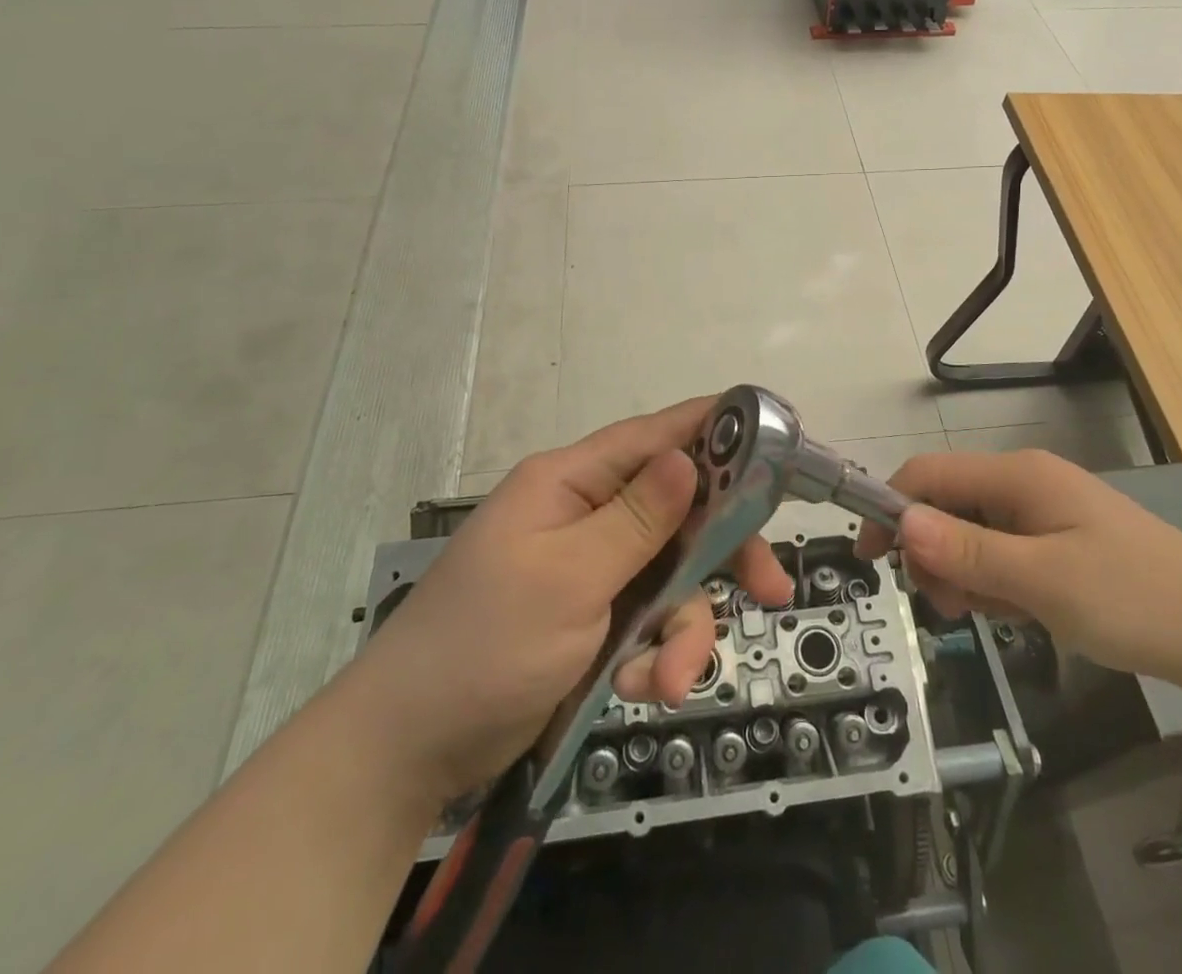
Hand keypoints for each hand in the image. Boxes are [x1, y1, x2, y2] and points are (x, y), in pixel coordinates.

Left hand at [341, 400, 793, 800]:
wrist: (408, 751)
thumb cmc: (484, 645)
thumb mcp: (568, 578)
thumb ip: (636, 518)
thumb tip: (687, 456)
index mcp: (570, 482)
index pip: (654, 435)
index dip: (714, 430)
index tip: (774, 438)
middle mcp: (586, 514)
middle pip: (679, 511)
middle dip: (721, 554)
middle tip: (770, 589)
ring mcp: (592, 567)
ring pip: (671, 576)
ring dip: (682, 629)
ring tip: (669, 682)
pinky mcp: (594, 616)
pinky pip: (649, 620)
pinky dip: (654, 655)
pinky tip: (637, 690)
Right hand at [859, 450, 1181, 684]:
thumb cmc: (1132, 597)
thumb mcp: (1041, 579)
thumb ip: (967, 551)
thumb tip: (902, 524)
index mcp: (1017, 475)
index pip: (928, 475)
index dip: (891, 510)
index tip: (872, 560)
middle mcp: (1024, 483)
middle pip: (946, 505)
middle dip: (933, 553)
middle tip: (950, 607)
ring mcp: (1043, 512)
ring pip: (971, 534)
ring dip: (963, 573)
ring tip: (990, 615)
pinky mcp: (1058, 541)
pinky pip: (1001, 553)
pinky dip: (994, 581)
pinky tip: (1016, 612)